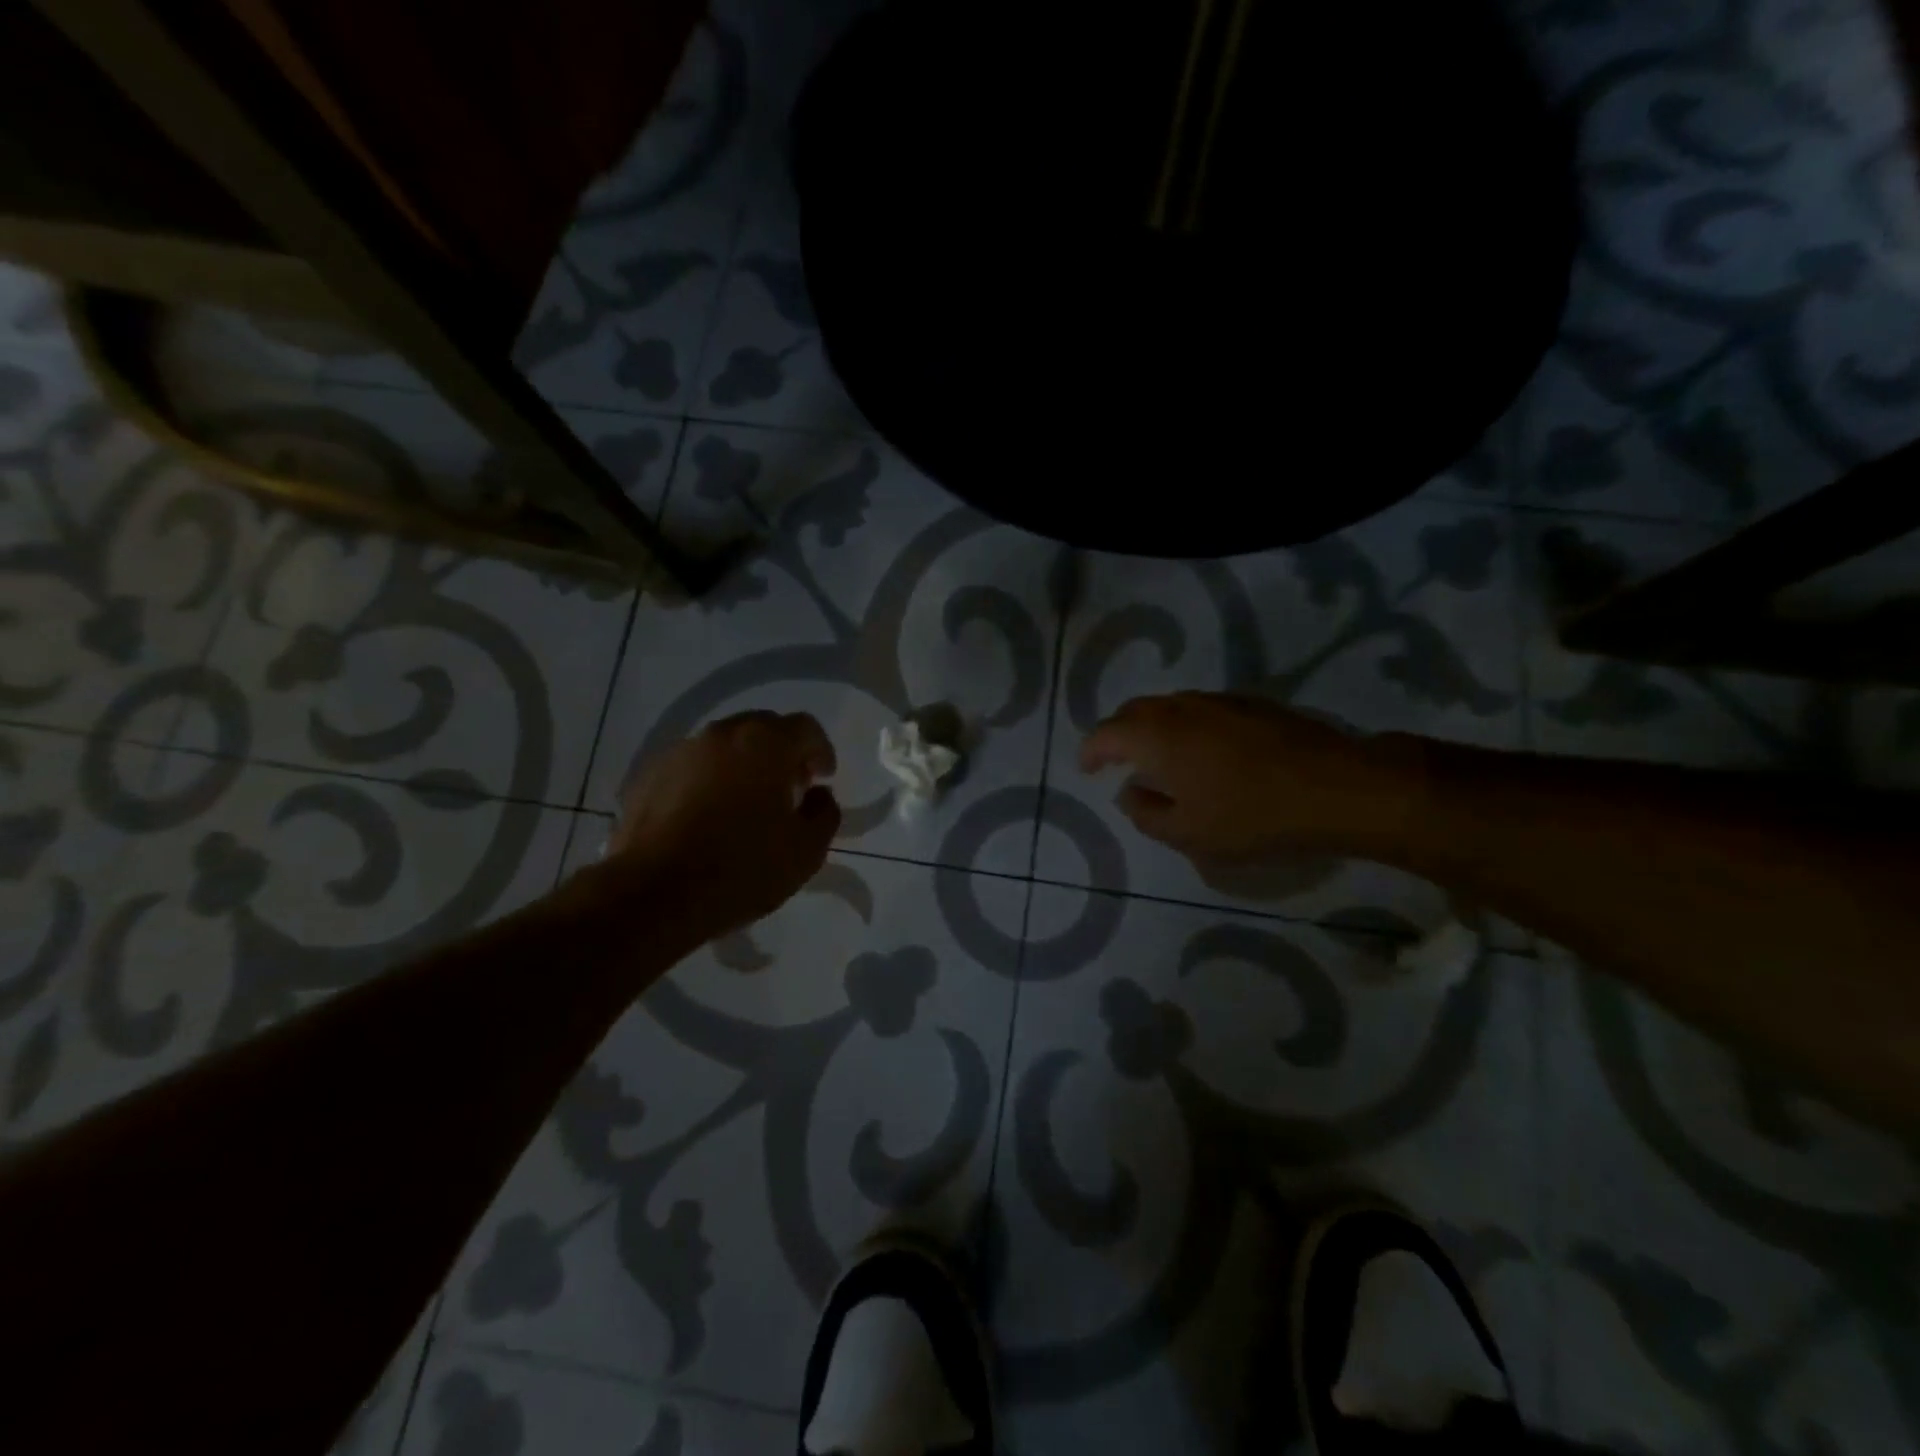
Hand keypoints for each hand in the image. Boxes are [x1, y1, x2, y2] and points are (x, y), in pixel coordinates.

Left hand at [605, 711, 840, 943]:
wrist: (654, 895)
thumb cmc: (742, 868)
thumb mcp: (806, 850)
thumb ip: (824, 812)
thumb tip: (818, 795)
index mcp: (765, 743)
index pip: (805, 727)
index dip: (820, 751)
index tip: (823, 778)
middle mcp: (721, 735)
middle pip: (762, 728)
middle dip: (781, 752)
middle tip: (789, 788)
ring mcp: (680, 753)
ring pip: (723, 747)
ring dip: (743, 765)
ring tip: (746, 804)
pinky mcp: (648, 777)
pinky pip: (692, 768)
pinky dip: (708, 781)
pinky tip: (708, 817)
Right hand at [1078, 692, 1417, 863]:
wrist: (1335, 787)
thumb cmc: (1250, 816)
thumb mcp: (1188, 834)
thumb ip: (1145, 813)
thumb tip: (1129, 792)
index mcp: (1155, 736)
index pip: (1105, 734)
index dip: (1090, 751)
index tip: (1088, 770)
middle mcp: (1180, 708)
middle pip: (1133, 711)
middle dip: (1117, 734)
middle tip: (1116, 760)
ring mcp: (1218, 700)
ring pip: (1168, 706)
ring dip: (1152, 727)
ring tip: (1158, 757)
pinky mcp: (1251, 703)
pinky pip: (1200, 709)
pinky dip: (1184, 725)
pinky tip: (1203, 751)